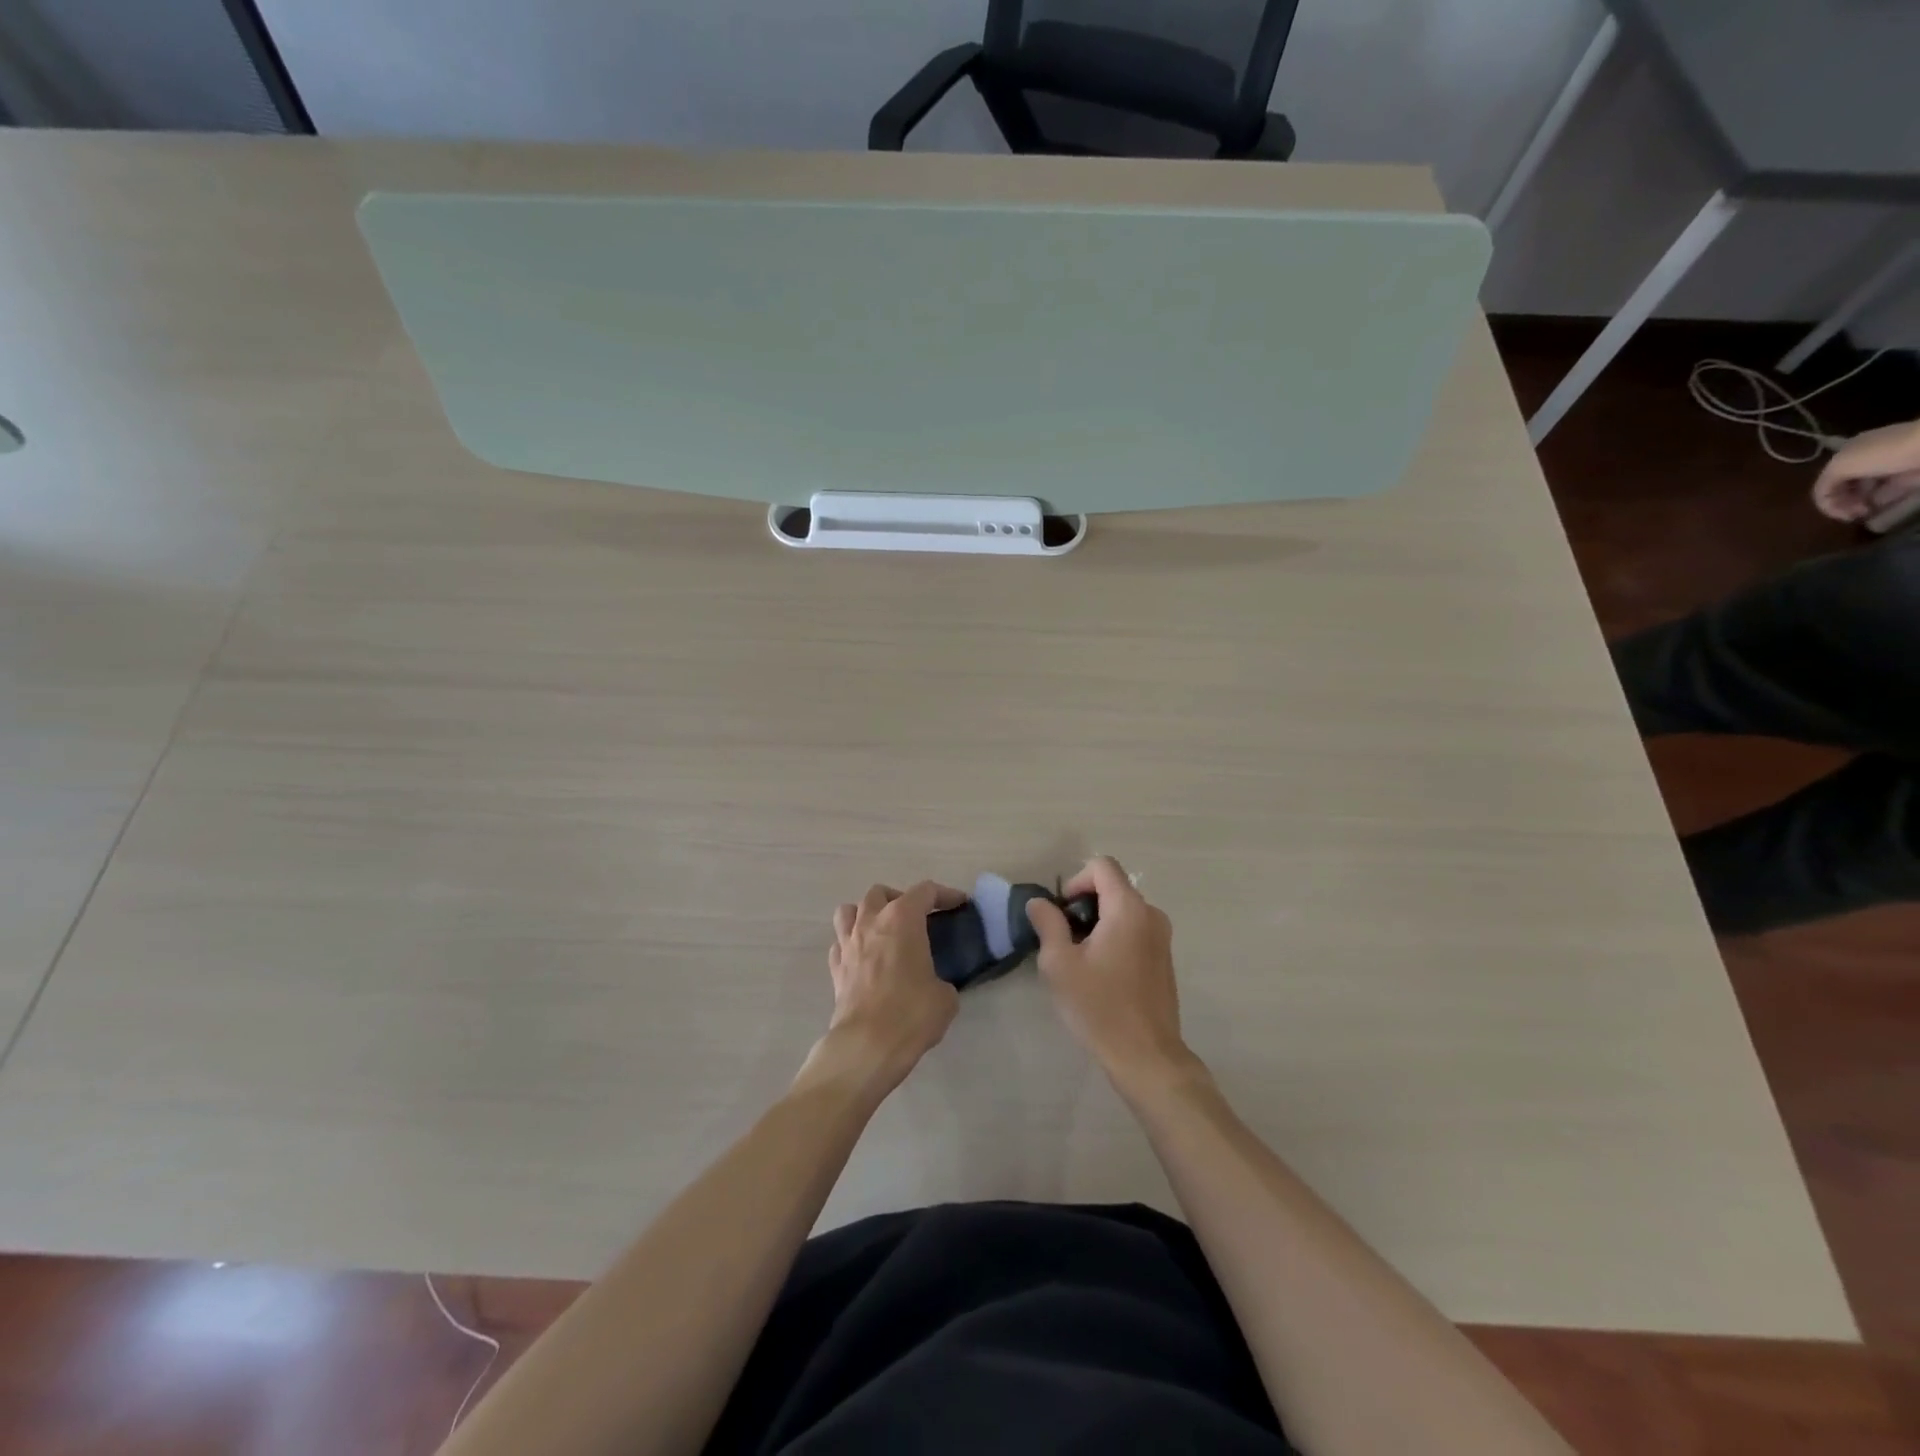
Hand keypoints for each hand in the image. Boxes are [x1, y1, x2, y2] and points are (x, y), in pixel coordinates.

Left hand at [810, 881, 962, 1094]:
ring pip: (849, 910)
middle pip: (881, 893)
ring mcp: (848, 944)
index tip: (959, 904)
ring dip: (866, 914)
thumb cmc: (911, 1013)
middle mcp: (871, 922)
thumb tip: (935, 986)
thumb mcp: (945, 997)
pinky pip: (840, 943)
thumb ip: (941, 980)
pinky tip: (864, 959)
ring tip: (882, 931)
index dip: (945, 895)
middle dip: (900, 899)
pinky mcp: (835, 968)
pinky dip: (852, 944)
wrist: (867, 1045)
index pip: (925, 891)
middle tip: (917, 919)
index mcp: (902, 919)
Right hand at [1027, 857, 1195, 1092]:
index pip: (1102, 866)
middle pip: (1112, 887)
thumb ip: (1048, 923)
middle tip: (1063, 940)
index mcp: (1128, 909)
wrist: (1146, 1057)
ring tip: (1079, 959)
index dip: (1075, 881)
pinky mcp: (1164, 958)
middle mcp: (1151, 914)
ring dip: (1097, 923)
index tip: (1062, 914)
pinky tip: (1101, 973)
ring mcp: (1162, 937)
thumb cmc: (1099, 1007)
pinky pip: (1134, 930)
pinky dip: (1114, 937)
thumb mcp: (1060, 964)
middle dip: (1084, 905)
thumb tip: (1040, 902)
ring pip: (1122, 910)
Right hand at [1812, 418, 1919, 521]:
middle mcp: (1867, 460)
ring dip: (1861, 506)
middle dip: (1844, 504)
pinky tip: (1881, 513)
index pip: (1827, 483)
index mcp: (1848, 454)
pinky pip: (1891, 496)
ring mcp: (1892, 469)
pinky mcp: (1912, 478)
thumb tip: (1827, 503)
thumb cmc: (1885, 453)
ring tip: (1867, 514)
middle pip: (1845, 489)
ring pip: (1867, 494)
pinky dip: (1884, 506)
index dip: (1827, 500)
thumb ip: (1824, 485)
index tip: (1838, 512)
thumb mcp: (1841, 466)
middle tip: (1854, 515)